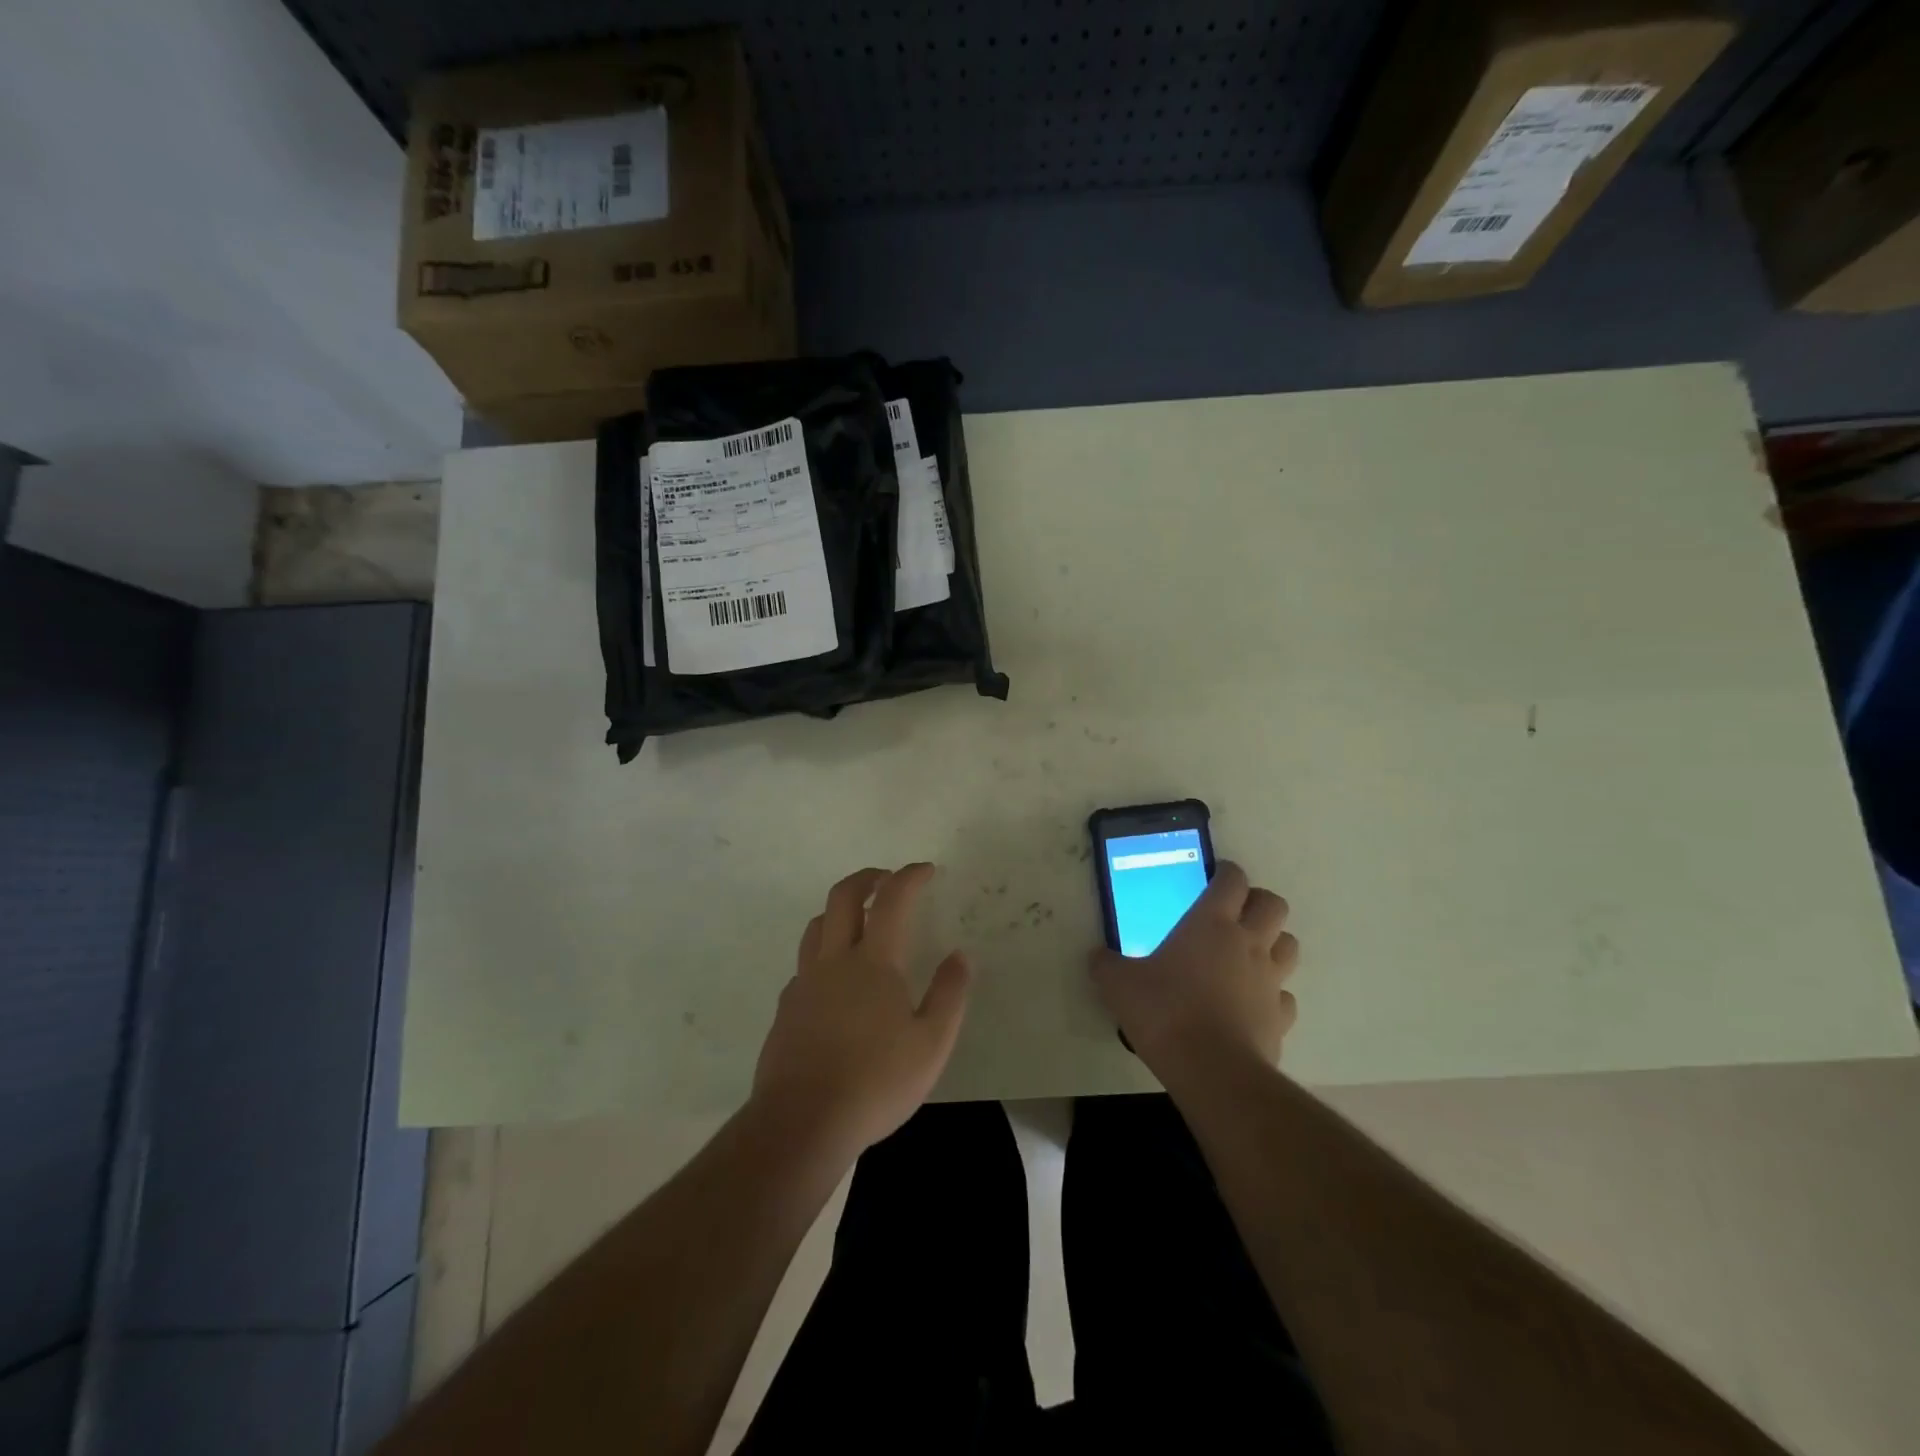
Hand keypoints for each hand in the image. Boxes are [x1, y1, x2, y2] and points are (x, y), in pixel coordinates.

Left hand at [752, 863, 971, 1157]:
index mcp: (873, 962)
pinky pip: (805, 963)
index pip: (892, 900)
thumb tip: (959, 955)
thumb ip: (949, 994)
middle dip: (867, 878)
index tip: (926, 869)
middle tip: (887, 879)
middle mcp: (834, 960)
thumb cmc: (875, 1082)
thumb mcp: (931, 1044)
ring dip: (840, 910)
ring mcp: (804, 983)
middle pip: (842, 897)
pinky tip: (836, 980)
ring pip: (817, 925)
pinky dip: (824, 951)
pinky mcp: (786, 1008)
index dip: (909, 876)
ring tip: (860, 921)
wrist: (801, 1123)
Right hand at [1089, 861, 1298, 1077]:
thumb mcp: (1119, 985)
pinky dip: (1272, 995)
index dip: (1227, 872)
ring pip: (1288, 945)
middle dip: (1258, 903)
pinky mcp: (1281, 1018)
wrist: (1212, 1070)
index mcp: (1211, 923)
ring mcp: (1270, 980)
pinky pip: (1285, 996)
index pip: (1232, 880)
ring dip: (1273, 943)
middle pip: (1274, 905)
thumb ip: (1106, 965)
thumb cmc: (1165, 1012)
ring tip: (1248, 955)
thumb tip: (1096, 957)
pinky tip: (1251, 1004)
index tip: (1216, 876)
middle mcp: (1248, 943)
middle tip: (1235, 914)